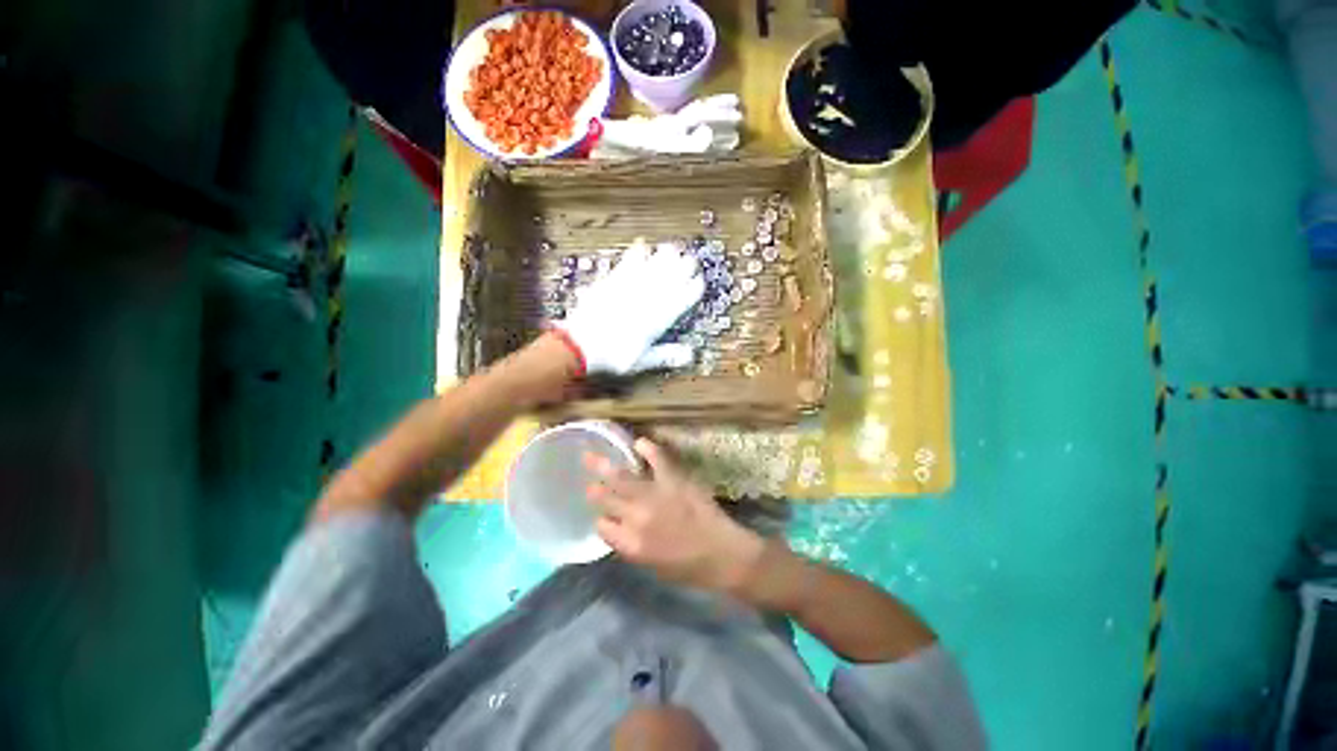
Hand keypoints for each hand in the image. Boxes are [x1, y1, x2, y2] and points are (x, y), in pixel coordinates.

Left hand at [557, 240, 703, 374]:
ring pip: (654, 264)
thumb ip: (667, 355)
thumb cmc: (612, 356)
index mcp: (659, 318)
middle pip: (673, 275)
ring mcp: (631, 287)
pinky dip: (638, 252)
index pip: (684, 297)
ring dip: (666, 256)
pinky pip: (629, 261)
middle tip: (690, 261)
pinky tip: (643, 245)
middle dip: (685, 267)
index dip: (694, 288)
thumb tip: (690, 355)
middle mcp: (648, 298)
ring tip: (673, 249)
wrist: (579, 345)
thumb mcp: (643, 361)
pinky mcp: (613, 280)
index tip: (699, 282)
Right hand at [585, 439, 765, 591]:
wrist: (723, 555)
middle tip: (587, 480)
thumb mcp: (653, 566)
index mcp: (630, 544)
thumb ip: (633, 546)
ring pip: (622, 478)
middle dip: (594, 489)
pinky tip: (639, 442)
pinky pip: (657, 460)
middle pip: (606, 499)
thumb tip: (622, 529)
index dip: (600, 519)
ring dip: (604, 466)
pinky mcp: (673, 480)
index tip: (602, 515)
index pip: (602, 527)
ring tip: (591, 456)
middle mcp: (635, 518)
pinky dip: (647, 448)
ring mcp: (654, 496)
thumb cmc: (690, 569)